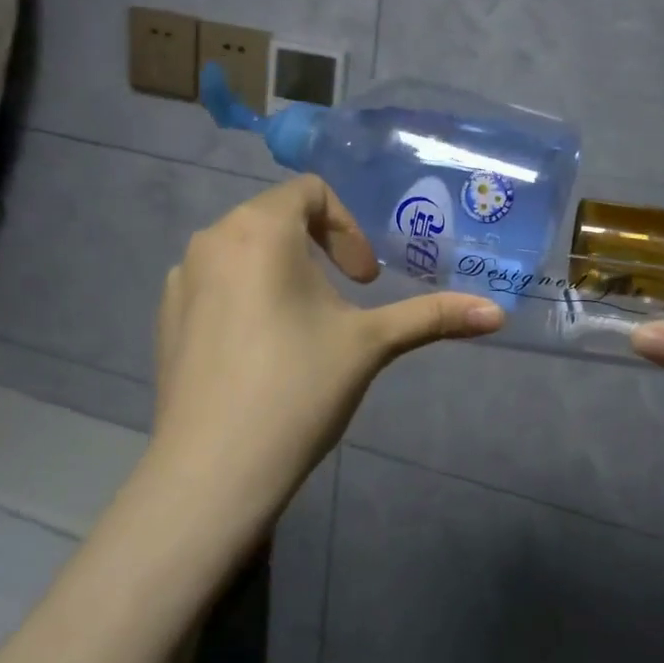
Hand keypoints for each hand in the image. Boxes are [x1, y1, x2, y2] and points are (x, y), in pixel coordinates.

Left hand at [150, 176, 504, 512]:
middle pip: (276, 218)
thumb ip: (433, 317)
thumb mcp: (370, 345)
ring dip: (283, 272)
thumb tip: (497, 313)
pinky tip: (262, 353)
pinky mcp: (166, 318)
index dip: (348, 228)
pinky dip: (247, 297)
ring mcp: (181, 280)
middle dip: (319, 249)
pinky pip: (216, 284)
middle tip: (346, 300)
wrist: (214, 470)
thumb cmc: (298, 388)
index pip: (310, 192)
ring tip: (306, 327)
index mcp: (258, 229)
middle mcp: (211, 240)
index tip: (366, 281)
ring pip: (244, 252)